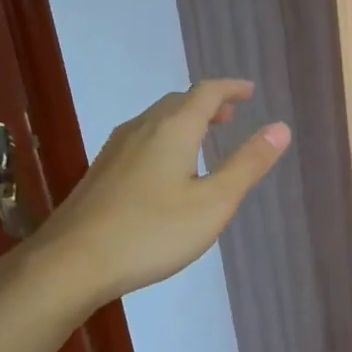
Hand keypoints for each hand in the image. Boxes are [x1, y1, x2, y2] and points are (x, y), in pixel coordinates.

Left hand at [19, 79, 289, 308]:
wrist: (71, 263)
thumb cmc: (152, 232)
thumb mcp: (214, 203)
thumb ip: (247, 164)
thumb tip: (280, 127)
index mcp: (173, 129)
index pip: (206, 92)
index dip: (231, 88)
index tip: (250, 91)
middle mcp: (142, 129)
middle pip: (178, 102)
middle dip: (208, 103)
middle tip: (230, 116)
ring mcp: (115, 150)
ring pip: (156, 120)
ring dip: (185, 120)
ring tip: (203, 139)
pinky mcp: (100, 172)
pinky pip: (141, 139)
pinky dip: (165, 138)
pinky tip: (165, 169)